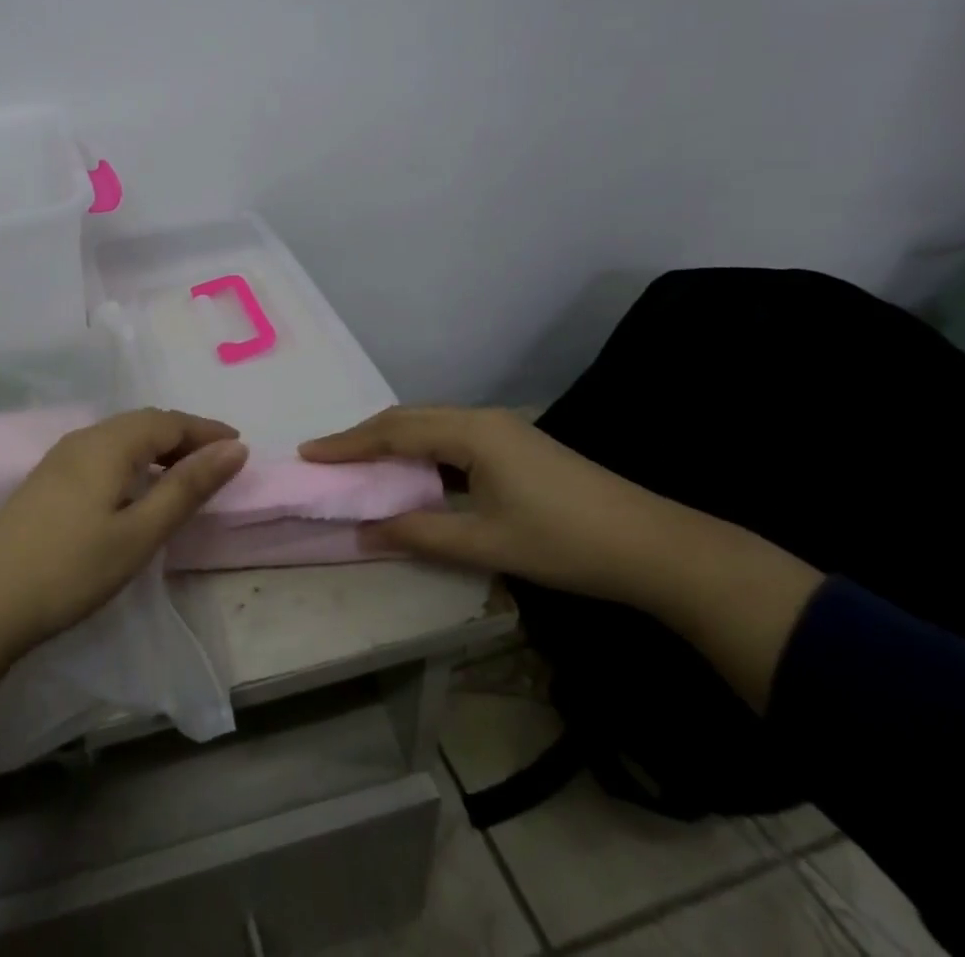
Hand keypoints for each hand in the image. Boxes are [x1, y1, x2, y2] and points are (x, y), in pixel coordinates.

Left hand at [0, 409, 246, 721]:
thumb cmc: (70, 569)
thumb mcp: (139, 533)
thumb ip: (187, 488)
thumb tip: (234, 448)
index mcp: (109, 443)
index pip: (169, 421)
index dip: (206, 430)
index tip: (239, 445)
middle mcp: (84, 438)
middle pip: (144, 423)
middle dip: (184, 436)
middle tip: (218, 460)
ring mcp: (59, 458)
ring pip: (121, 437)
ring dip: (158, 448)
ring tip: (184, 474)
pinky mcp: (46, 480)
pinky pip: (102, 453)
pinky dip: (132, 460)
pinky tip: (135, 487)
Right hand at [299, 406, 690, 604]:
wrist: (654, 546)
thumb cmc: (566, 543)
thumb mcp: (486, 542)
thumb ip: (420, 534)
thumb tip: (363, 532)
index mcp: (471, 432)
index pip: (393, 431)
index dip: (348, 443)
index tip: (309, 453)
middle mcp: (481, 419)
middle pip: (408, 419)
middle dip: (364, 437)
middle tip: (327, 457)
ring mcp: (502, 429)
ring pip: (430, 425)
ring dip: (392, 442)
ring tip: (360, 464)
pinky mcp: (516, 445)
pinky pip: (451, 437)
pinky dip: (420, 451)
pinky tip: (415, 473)